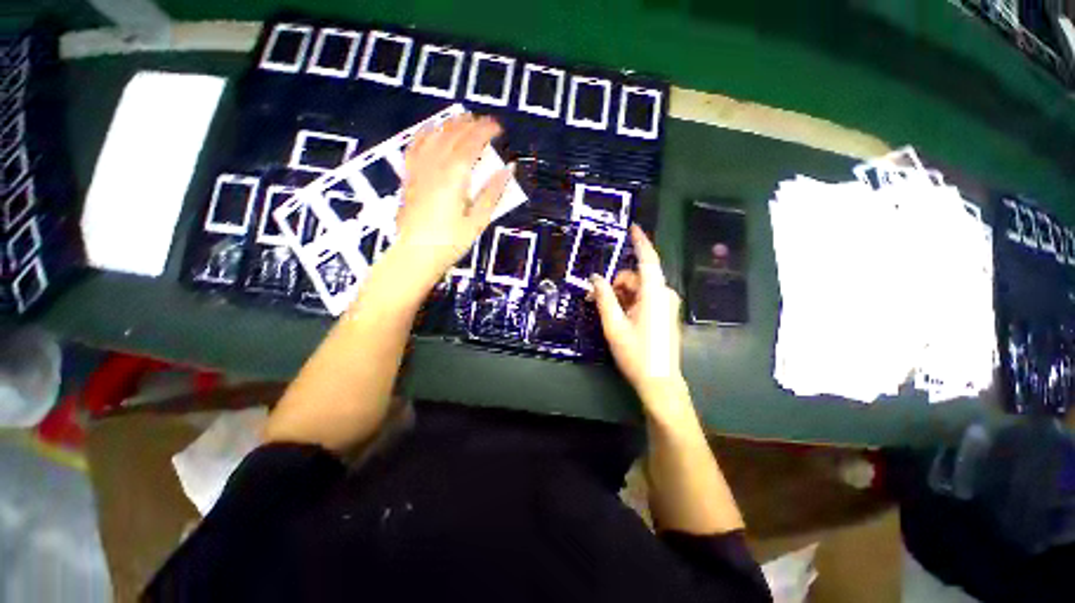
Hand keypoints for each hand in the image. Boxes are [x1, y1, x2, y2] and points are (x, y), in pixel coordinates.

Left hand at [394, 113, 512, 283]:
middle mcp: (434, 165)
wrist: (416, 254)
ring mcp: (418, 169)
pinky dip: (425, 133)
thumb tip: (508, 170)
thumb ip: (492, 193)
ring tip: (463, 119)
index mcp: (454, 176)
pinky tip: (431, 129)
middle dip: (470, 124)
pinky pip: (415, 146)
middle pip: (453, 135)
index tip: (498, 127)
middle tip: (485, 122)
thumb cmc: (450, 242)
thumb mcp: (478, 221)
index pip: (471, 143)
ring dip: (450, 124)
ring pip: (434, 136)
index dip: (485, 131)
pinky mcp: (409, 176)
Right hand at [591, 226, 685, 404]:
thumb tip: (596, 278)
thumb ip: (604, 298)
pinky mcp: (664, 313)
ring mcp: (666, 304)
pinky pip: (644, 299)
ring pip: (638, 289)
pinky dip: (628, 302)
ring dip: (619, 295)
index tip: (633, 226)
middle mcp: (664, 294)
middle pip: (636, 278)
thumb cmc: (636, 353)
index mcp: (654, 294)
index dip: (640, 242)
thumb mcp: (614, 325)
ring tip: (603, 311)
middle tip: (593, 298)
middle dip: (614, 284)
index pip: (647, 260)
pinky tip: (617, 315)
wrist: (659, 382)